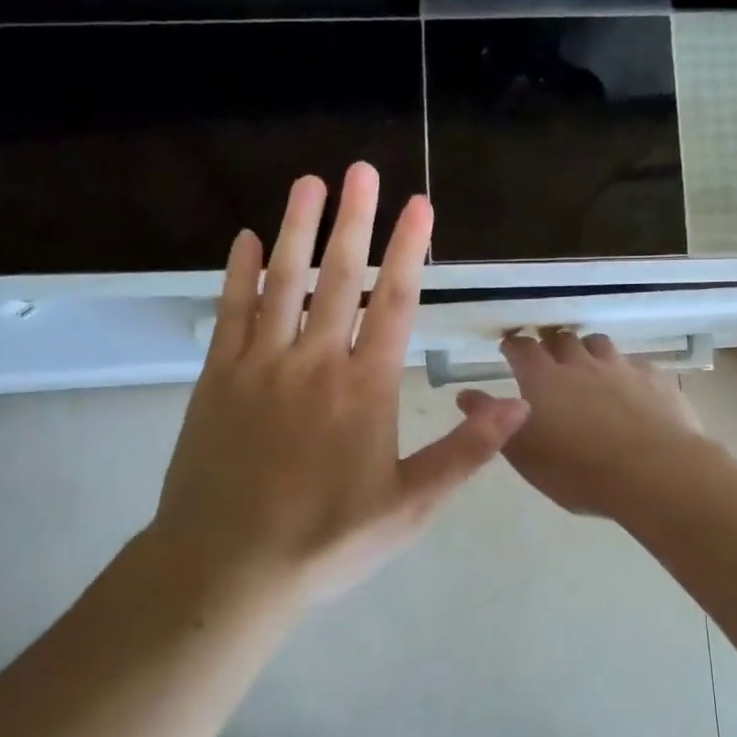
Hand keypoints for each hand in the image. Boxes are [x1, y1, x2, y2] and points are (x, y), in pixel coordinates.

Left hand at [148, 164, 529, 605]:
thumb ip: (464, 453)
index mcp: (364, 388)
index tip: (418, 206)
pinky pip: (230, 314)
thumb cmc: (326, 539)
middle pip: (339, 278)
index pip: (393, 303)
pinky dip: (237, 274)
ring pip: (282, 283)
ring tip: (309, 183)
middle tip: (362, 170)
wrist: (229, 565)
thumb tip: (519, 406)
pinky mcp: (218, 379)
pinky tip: (243, 240)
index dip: (408, 250)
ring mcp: (260, 365)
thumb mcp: (409, 507)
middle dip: (355, 221)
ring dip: (297, 230)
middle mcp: (314, 362)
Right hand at [459, 331, 704, 519]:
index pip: (521, 347)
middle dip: (551, 344)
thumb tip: (465, 394)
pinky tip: (630, 390)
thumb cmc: (577, 470)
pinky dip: (626, 372)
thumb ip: (492, 421)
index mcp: (542, 378)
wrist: (654, 472)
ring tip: (588, 369)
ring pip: (599, 344)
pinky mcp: (655, 379)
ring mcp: (620, 367)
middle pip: (561, 338)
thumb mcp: (523, 453)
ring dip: (588, 351)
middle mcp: (579, 363)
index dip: (514, 346)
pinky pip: (635, 365)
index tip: (510, 350)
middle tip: (548, 361)